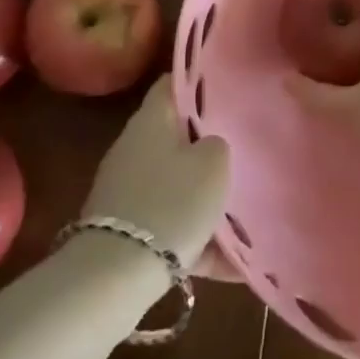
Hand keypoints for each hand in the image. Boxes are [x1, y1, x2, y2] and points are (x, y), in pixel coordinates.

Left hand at [81, 75, 229, 269]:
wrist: (114, 277)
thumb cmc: (171, 203)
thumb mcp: (213, 164)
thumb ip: (218, 145)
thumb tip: (211, 146)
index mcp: (152, 119)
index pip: (173, 83)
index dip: (200, 81)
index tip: (228, 88)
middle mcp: (134, 147)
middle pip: (177, 136)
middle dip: (209, 145)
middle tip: (244, 151)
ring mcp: (127, 190)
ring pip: (176, 184)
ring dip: (206, 198)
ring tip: (245, 216)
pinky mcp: (126, 230)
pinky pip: (170, 226)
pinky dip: (198, 241)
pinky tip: (232, 265)